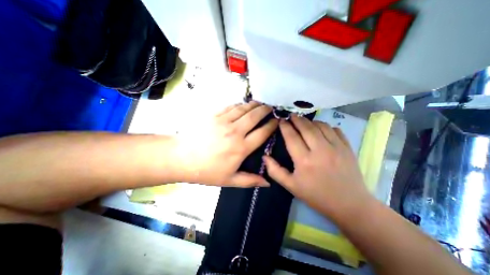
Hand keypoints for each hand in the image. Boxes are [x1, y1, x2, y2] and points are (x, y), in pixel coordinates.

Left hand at [175, 102, 275, 187]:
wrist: (182, 158)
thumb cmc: (207, 171)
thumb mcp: (229, 180)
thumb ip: (250, 180)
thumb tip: (267, 183)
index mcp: (241, 148)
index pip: (262, 133)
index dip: (272, 125)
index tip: (277, 121)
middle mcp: (235, 132)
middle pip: (255, 116)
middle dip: (265, 110)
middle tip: (271, 108)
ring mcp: (224, 121)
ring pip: (244, 109)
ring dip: (254, 105)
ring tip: (260, 104)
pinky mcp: (214, 115)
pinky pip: (231, 107)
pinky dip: (240, 105)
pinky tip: (243, 105)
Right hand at [265, 115, 371, 219]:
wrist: (349, 205)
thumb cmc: (316, 196)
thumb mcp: (291, 186)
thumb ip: (275, 171)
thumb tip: (265, 157)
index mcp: (304, 160)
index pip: (292, 137)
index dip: (285, 126)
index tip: (281, 121)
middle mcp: (320, 150)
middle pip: (306, 127)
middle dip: (296, 119)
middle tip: (291, 116)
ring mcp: (336, 147)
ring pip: (320, 126)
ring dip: (310, 121)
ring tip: (304, 122)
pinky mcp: (347, 147)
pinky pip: (335, 129)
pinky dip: (325, 126)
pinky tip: (320, 128)